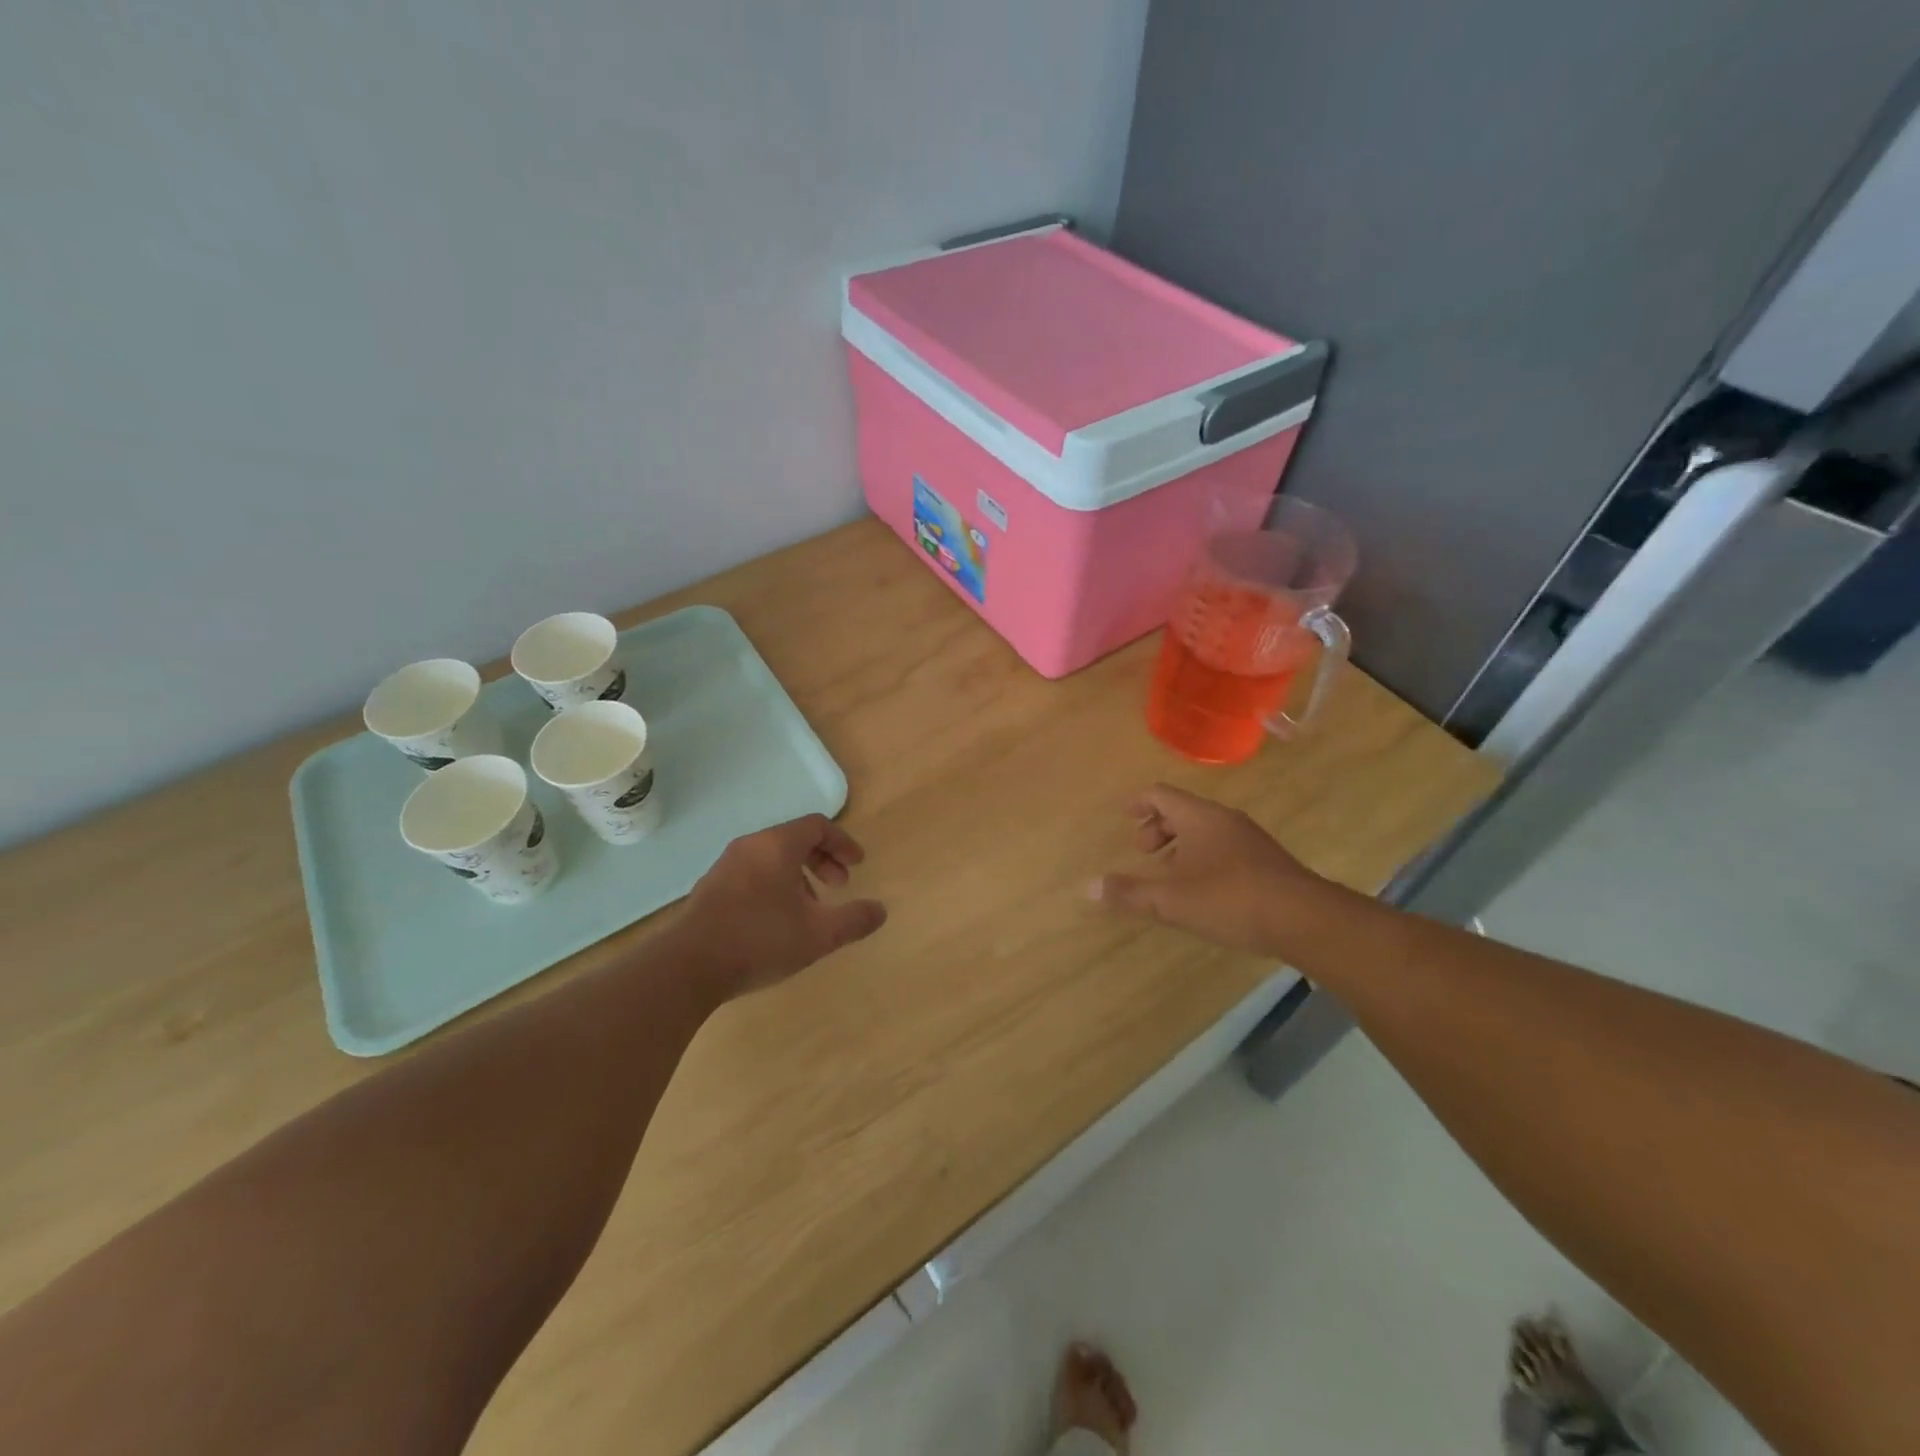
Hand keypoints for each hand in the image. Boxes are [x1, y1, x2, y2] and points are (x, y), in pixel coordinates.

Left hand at [678, 815, 886, 998]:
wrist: (687, 966)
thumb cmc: (760, 939)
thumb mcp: (819, 934)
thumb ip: (854, 920)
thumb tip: (880, 910)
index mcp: (778, 845)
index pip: (818, 826)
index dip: (843, 843)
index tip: (857, 866)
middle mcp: (751, 846)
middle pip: (795, 839)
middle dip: (823, 860)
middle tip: (839, 887)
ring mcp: (726, 866)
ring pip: (772, 857)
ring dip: (799, 875)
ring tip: (811, 908)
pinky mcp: (711, 887)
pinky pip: (753, 872)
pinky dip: (775, 884)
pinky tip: (778, 920)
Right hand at [1090, 783, 1326, 955]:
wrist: (1305, 919)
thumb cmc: (1230, 899)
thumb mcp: (1172, 900)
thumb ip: (1131, 892)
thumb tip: (1090, 887)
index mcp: (1200, 817)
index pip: (1161, 794)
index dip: (1138, 802)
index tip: (1123, 815)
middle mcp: (1224, 820)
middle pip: (1182, 810)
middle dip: (1157, 827)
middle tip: (1142, 852)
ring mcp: (1249, 839)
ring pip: (1204, 830)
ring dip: (1180, 845)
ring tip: (1167, 874)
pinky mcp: (1265, 861)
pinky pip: (1222, 846)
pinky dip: (1201, 857)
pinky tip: (1201, 890)